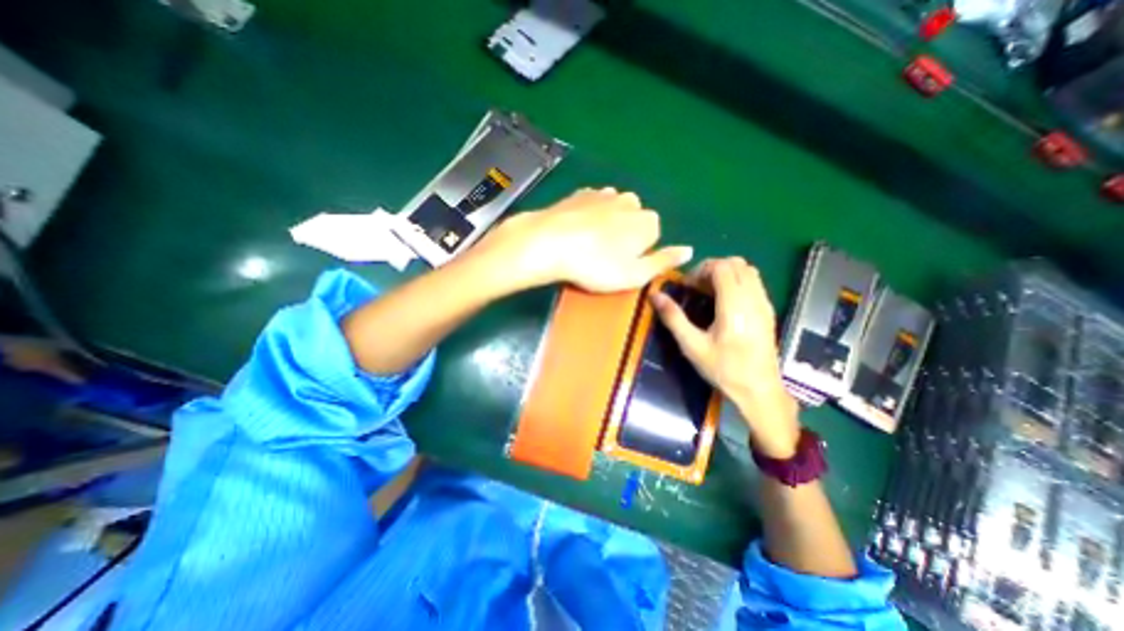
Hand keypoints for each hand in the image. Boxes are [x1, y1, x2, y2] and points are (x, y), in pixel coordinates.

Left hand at [475, 188, 695, 291]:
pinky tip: (576, 231)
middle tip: (602, 257)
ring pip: (614, 211)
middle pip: (634, 221)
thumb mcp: (634, 275)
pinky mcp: (581, 193)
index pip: (653, 236)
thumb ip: (663, 262)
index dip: (637, 253)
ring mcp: (604, 193)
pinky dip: (590, 216)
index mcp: (647, 221)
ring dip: (607, 226)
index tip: (620, 265)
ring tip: (588, 245)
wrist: (549, 243)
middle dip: (624, 237)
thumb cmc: (595, 266)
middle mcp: (630, 201)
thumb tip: (689, 250)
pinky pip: (594, 205)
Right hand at [652, 257, 797, 457]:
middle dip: (712, 269)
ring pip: (748, 270)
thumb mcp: (692, 346)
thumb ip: (673, 318)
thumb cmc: (723, 369)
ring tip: (709, 293)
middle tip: (696, 288)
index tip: (688, 287)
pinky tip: (724, 303)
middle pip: (736, 263)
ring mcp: (764, 303)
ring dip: (726, 274)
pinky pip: (754, 283)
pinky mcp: (768, 311)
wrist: (759, 390)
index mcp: (734, 305)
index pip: (722, 267)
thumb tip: (655, 295)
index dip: (701, 270)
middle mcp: (753, 298)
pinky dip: (737, 282)